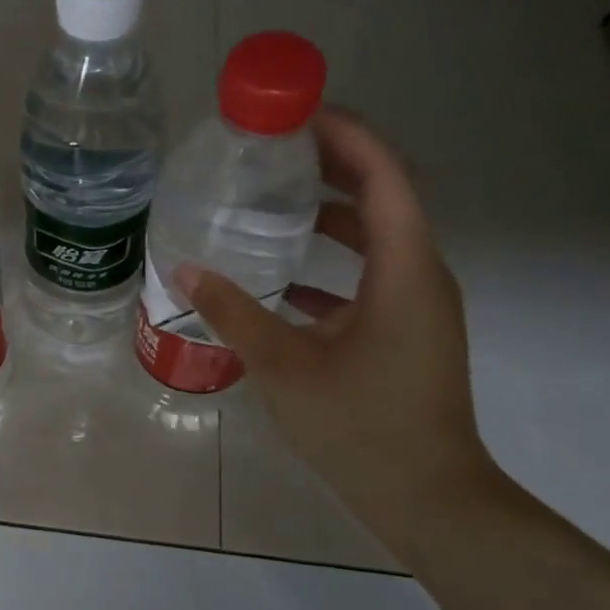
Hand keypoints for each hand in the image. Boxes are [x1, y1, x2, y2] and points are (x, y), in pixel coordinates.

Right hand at [178, 109, 498, 536]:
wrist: (425, 496)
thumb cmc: (360, 425)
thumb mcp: (285, 365)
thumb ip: (234, 312)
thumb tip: (183, 270)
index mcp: (405, 270)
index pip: (384, 177)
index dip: (347, 135)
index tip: (298, 113)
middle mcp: (420, 275)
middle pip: (383, 198)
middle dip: (333, 165)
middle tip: (274, 149)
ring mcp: (416, 305)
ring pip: (376, 238)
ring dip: (330, 214)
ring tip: (272, 201)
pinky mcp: (404, 331)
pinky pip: (368, 276)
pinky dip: (330, 263)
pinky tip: (281, 277)